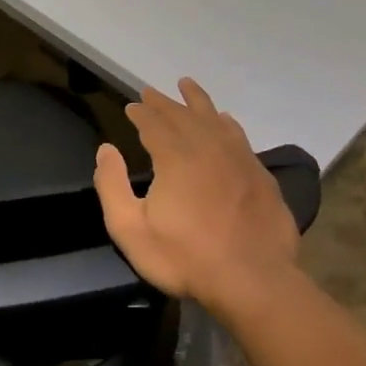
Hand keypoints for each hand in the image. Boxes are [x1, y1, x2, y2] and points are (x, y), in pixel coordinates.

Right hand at [93, 79, 300, 315]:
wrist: (253, 280)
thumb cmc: (185, 257)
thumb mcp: (130, 229)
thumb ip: (112, 186)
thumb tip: (105, 149)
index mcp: (175, 158)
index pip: (154, 124)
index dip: (141, 113)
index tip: (132, 105)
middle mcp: (208, 148)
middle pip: (183, 116)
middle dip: (164, 102)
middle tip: (151, 91)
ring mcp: (239, 160)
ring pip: (214, 119)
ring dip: (198, 101)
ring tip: (187, 85)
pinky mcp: (260, 176)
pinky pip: (239, 136)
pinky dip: (227, 123)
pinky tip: (226, 120)